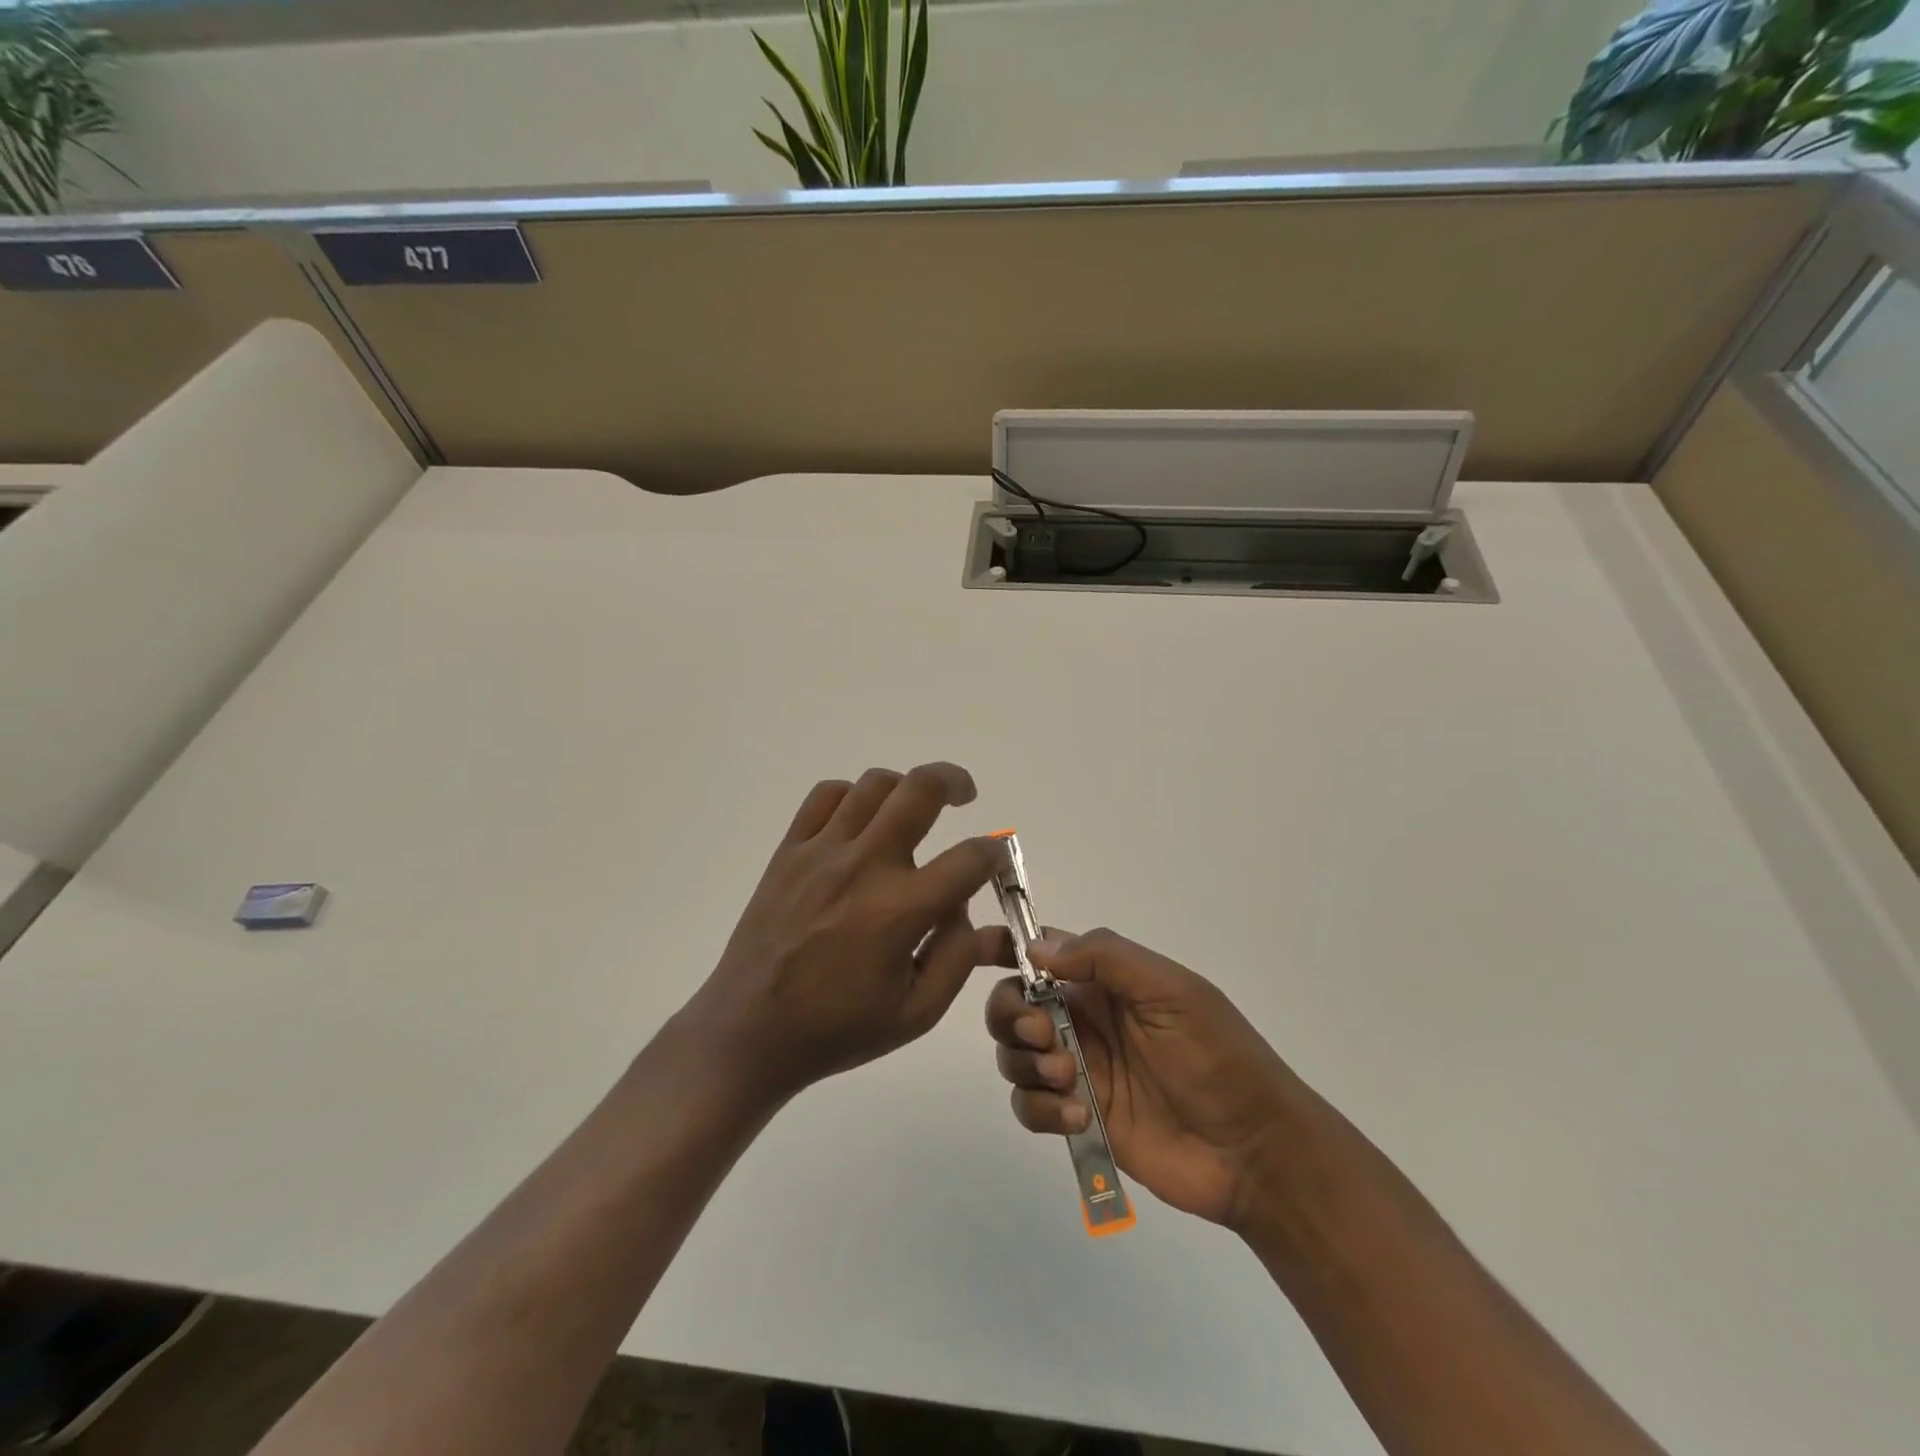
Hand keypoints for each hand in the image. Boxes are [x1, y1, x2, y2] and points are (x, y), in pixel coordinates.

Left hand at [682, 763, 1002, 1103]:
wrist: (750, 1031)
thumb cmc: (838, 1029)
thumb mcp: (916, 1014)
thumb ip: (957, 958)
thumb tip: (969, 910)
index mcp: (900, 911)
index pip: (970, 858)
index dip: (994, 854)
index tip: (995, 861)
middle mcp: (864, 866)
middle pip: (920, 789)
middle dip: (955, 781)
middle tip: (965, 793)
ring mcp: (822, 852)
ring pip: (874, 784)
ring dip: (905, 787)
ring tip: (912, 808)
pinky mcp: (789, 851)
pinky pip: (825, 796)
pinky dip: (852, 795)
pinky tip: (860, 820)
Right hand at [986, 928, 1296, 1229]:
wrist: (1253, 1151)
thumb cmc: (1217, 1056)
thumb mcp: (1172, 991)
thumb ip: (1107, 959)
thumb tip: (1037, 949)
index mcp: (1104, 981)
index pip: (1043, 951)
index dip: (1008, 946)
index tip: (980, 953)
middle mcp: (1082, 1019)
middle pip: (1012, 1001)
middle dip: (1010, 1013)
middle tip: (1041, 1035)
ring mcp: (1078, 1070)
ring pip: (1013, 1054)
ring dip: (1025, 1062)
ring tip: (1069, 1080)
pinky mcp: (1077, 1118)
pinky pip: (1030, 1106)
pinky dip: (1040, 1109)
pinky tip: (1078, 1117)